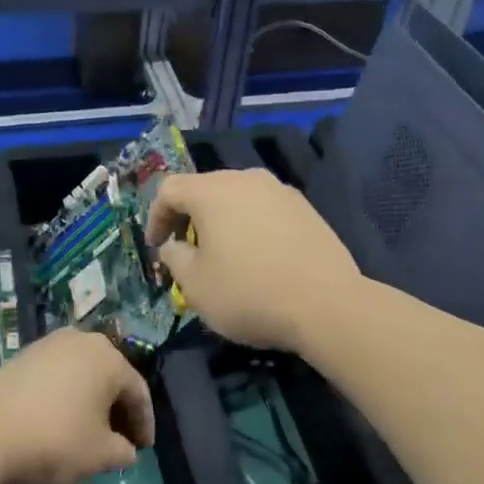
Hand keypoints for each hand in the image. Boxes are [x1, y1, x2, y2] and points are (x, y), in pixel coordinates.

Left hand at [0, 329, 154, 483]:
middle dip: (118, 409)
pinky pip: (58, 375)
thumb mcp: (99, 456)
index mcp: (109, 359)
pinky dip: (66, 395)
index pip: (138, 392)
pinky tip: (59, 420)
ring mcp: (50, 344)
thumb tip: (126, 449)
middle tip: (119, 440)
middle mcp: (83, 340)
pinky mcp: (24, 354)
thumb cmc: (54, 441)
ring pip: (83, 373)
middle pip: (111, 377)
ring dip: (91, 401)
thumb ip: (122, 452)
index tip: (144, 449)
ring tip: (89, 431)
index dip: (144, 423)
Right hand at [145, 169, 364, 351]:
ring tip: (223, 254)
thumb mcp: (195, 285)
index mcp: (212, 191)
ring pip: (237, 197)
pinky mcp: (305, 207)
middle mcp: (246, 178)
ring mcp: (280, 190)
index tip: (156, 246)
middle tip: (185, 250)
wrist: (327, 304)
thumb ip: (175, 258)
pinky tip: (258, 256)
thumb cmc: (249, 293)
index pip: (169, 189)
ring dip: (222, 220)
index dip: (155, 217)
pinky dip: (250, 225)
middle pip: (205, 188)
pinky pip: (264, 209)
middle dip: (188, 217)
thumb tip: (174, 245)